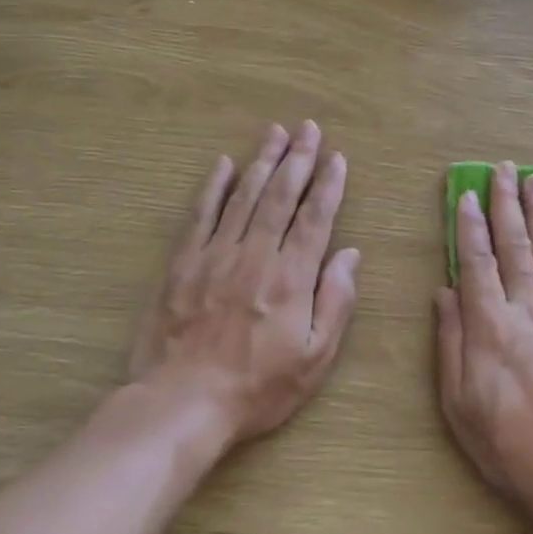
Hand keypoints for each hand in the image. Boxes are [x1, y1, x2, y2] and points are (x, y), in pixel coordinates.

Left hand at [129, 121, 359, 447]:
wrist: (182, 405)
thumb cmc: (258, 387)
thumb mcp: (315, 358)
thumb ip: (336, 302)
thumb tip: (350, 255)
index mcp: (292, 279)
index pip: (315, 219)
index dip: (328, 185)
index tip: (337, 158)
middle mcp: (255, 256)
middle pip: (280, 196)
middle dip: (298, 159)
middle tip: (308, 128)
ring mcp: (215, 256)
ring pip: (244, 197)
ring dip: (262, 161)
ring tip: (275, 133)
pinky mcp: (182, 265)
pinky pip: (200, 215)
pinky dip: (213, 187)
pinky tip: (224, 165)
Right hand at [435, 161, 532, 526]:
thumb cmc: (507, 444)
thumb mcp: (458, 403)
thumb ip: (450, 342)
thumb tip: (444, 292)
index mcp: (490, 327)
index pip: (477, 261)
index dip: (471, 225)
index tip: (469, 194)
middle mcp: (529, 310)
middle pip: (514, 246)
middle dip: (507, 204)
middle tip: (504, 169)